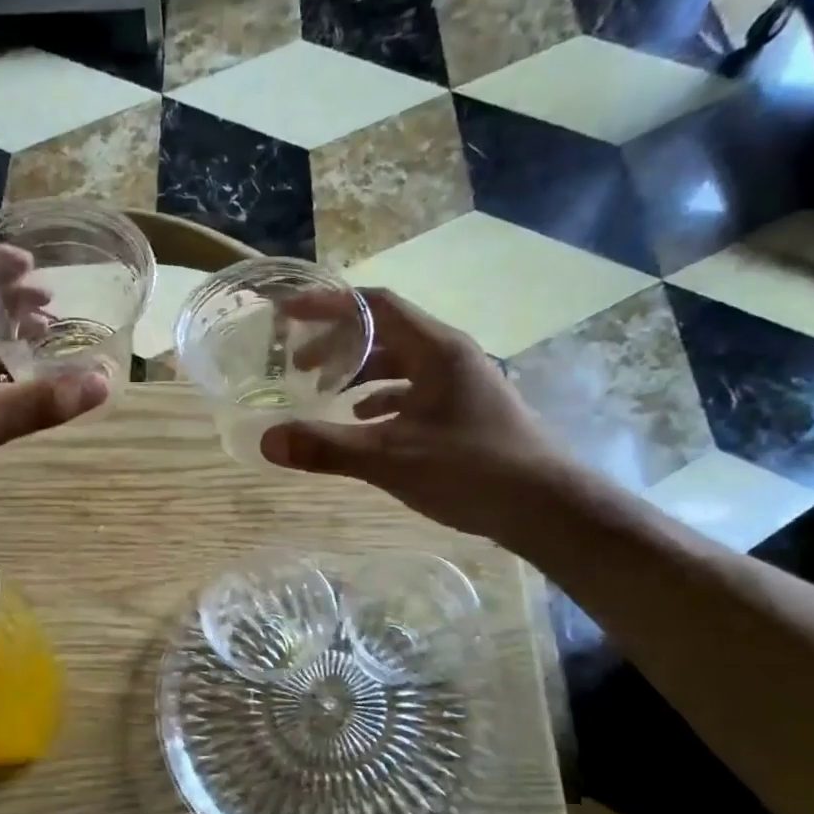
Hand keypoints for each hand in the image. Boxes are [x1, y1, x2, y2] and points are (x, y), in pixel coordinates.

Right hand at [260, 288, 570, 540]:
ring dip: (359, 373)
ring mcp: (460, 384)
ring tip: (323, 393)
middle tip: (298, 367)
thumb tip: (267, 440)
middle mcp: (449, 356)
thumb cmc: (471, 470)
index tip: (290, 315)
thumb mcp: (390, 458)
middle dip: (338, 345)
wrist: (547, 507)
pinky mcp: (465, 412)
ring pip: (399, 364)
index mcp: (435, 349)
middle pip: (385, 333)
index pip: (376, 305)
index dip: (330, 305)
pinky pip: (413, 391)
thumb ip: (327, 447)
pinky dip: (382, 400)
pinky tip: (364, 422)